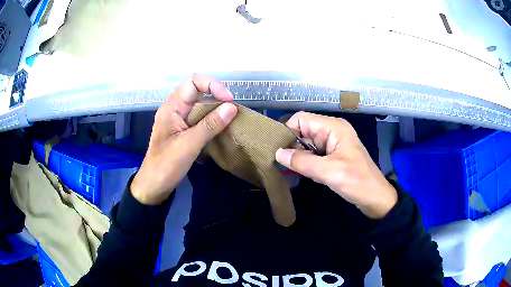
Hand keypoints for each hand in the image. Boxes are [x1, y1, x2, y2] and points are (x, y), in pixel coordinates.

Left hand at [131, 75, 237, 204]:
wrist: (154, 185)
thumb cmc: (166, 165)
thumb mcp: (189, 145)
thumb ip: (210, 125)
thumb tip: (232, 107)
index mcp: (172, 106)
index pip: (194, 82)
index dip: (213, 85)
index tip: (228, 101)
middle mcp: (176, 108)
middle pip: (199, 92)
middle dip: (217, 98)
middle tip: (232, 113)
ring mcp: (179, 119)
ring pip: (201, 105)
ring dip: (216, 110)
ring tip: (230, 122)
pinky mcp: (183, 130)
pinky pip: (200, 118)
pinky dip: (212, 121)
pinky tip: (221, 130)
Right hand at [275, 112, 396, 218]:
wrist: (375, 198)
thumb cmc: (357, 182)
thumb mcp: (329, 172)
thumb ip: (302, 162)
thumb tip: (277, 153)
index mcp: (333, 127)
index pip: (301, 119)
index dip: (288, 131)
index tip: (277, 150)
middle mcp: (332, 131)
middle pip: (303, 130)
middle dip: (292, 145)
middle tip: (281, 163)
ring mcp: (333, 143)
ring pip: (307, 143)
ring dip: (299, 156)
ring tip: (292, 170)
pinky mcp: (333, 155)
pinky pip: (313, 154)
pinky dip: (307, 162)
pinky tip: (304, 173)